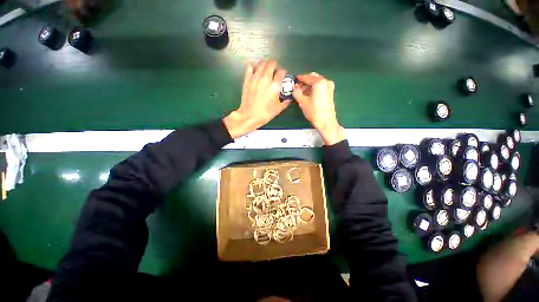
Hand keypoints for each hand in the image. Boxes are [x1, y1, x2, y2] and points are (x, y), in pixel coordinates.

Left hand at [223, 60, 291, 138]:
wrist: (249, 116)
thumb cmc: (265, 113)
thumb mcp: (278, 109)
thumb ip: (285, 102)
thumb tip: (289, 99)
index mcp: (274, 86)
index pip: (281, 71)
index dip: (283, 72)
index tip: (283, 76)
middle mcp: (265, 79)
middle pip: (271, 63)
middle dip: (275, 65)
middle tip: (275, 71)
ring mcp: (255, 78)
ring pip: (261, 63)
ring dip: (265, 65)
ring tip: (266, 70)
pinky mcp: (247, 80)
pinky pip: (250, 68)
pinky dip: (254, 68)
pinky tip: (256, 73)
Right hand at [293, 73, 343, 145]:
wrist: (326, 122)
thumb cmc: (314, 112)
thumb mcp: (302, 102)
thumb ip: (296, 92)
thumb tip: (294, 87)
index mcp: (319, 82)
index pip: (306, 77)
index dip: (299, 79)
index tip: (293, 80)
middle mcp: (326, 82)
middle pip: (312, 78)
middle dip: (304, 82)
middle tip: (296, 87)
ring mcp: (329, 87)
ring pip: (316, 82)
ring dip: (308, 86)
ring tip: (301, 92)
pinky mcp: (330, 92)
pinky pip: (320, 87)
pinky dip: (313, 89)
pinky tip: (308, 95)